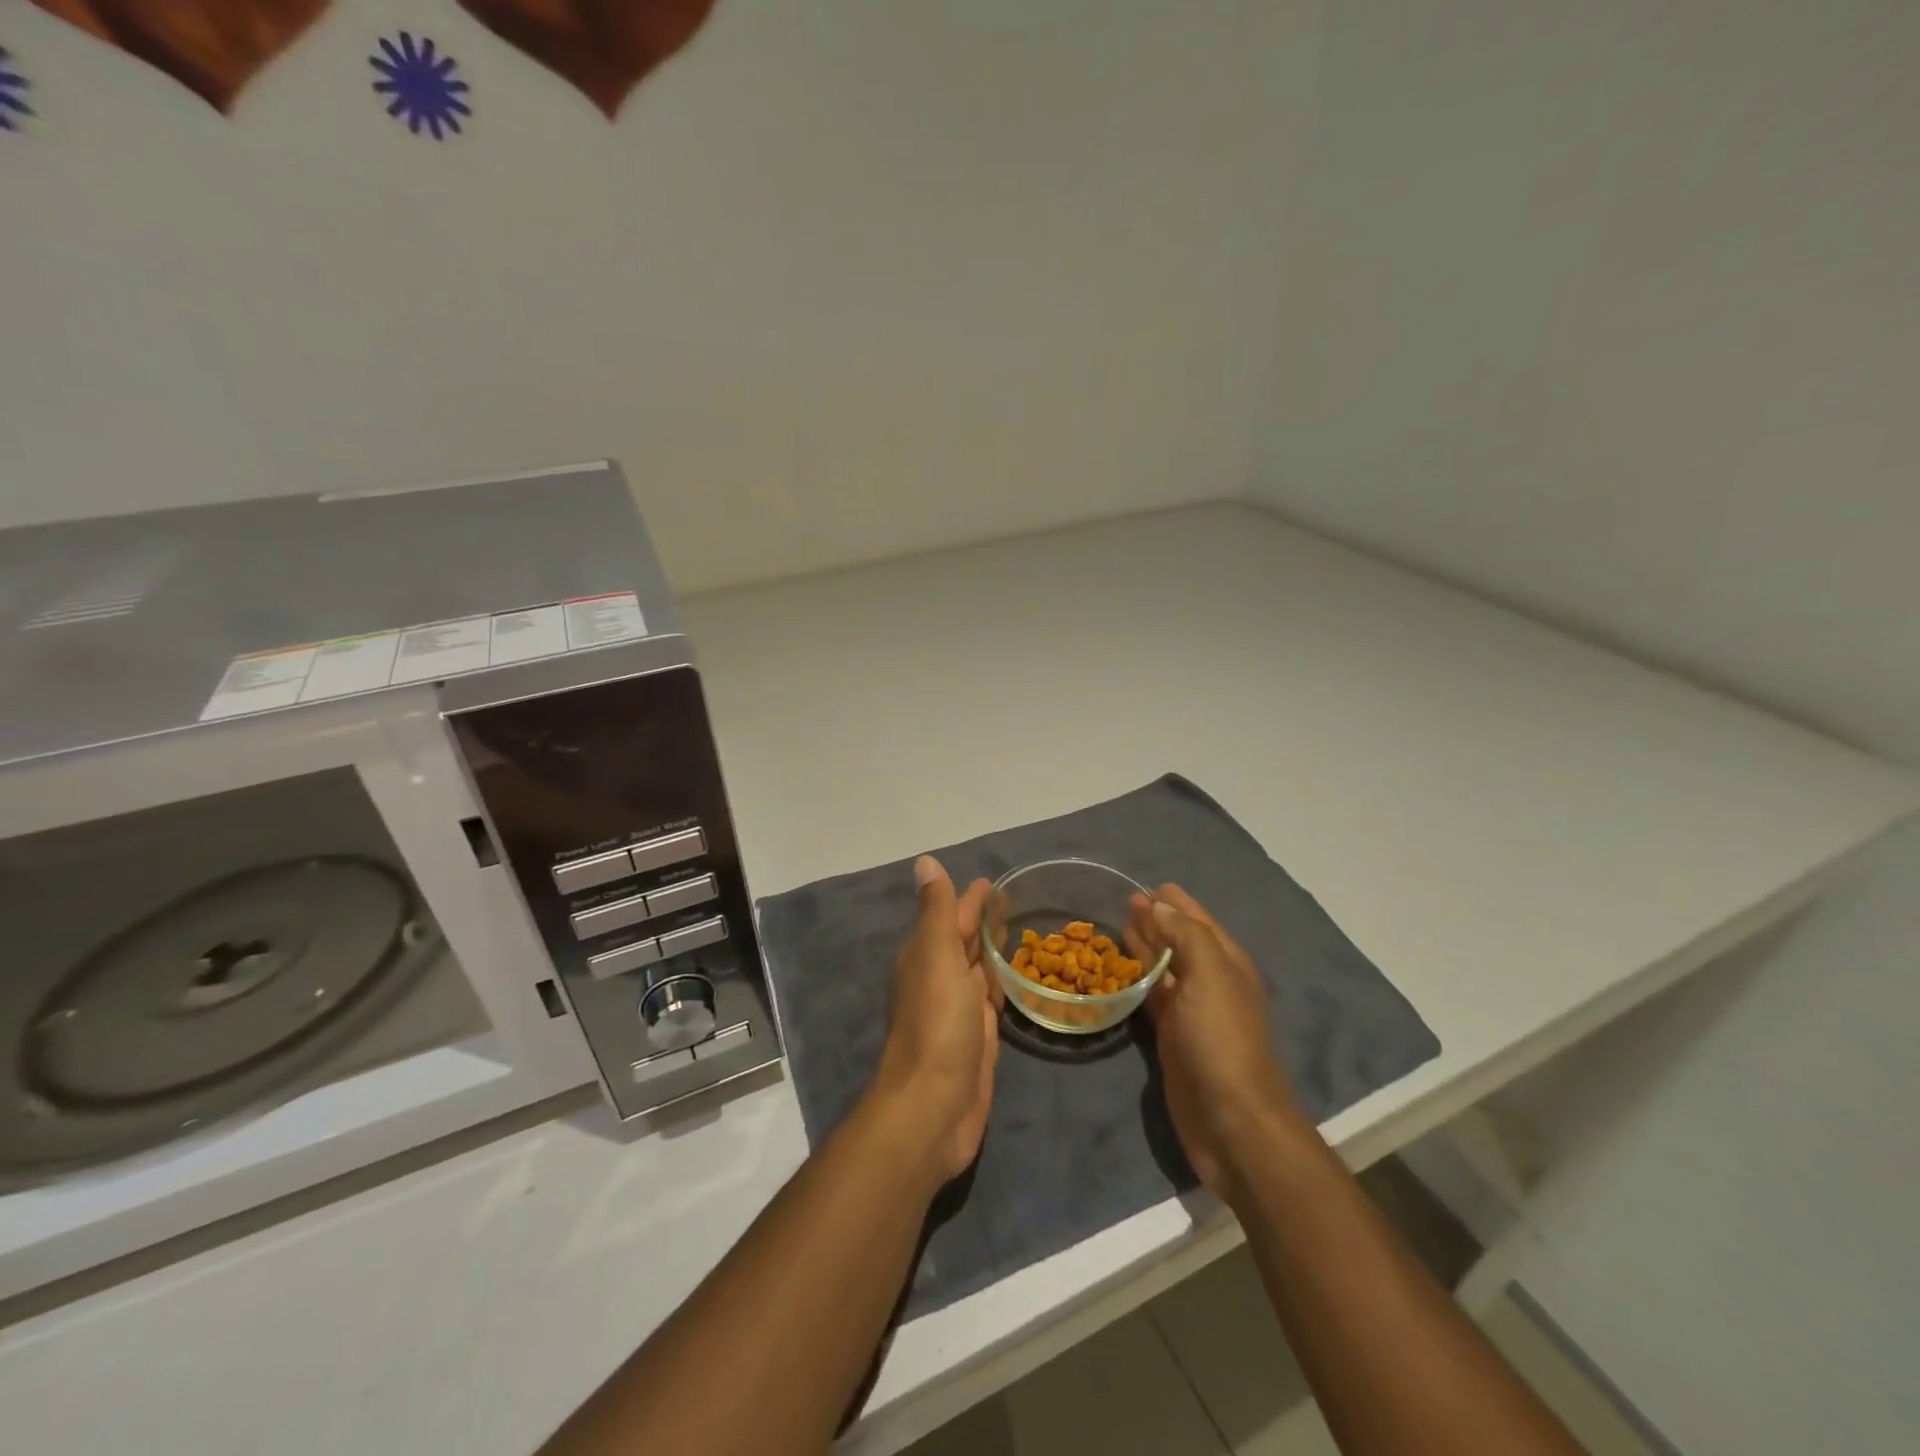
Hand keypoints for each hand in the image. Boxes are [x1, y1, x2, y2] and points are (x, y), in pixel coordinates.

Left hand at [868, 856, 1000, 1183]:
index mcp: (925, 955)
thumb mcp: (936, 955)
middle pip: (964, 941)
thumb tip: (926, 861)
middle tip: (1014, 900)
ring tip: (1019, 931)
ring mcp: (959, 1010)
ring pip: (978, 969)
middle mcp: (940, 978)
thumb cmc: (937, 1024)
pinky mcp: (979, 1037)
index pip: (951, 915)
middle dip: (983, 920)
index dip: (971, 898)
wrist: (933, 1106)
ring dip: (993, 950)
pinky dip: (1001, 984)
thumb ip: (937, 911)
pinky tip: (1015, 978)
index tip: (995, 881)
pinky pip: (991, 1000)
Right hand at [1129, 886, 1299, 1200]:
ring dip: (1145, 946)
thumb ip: (1186, 935)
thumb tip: (1158, 903)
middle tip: (1123, 901)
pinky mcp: (1171, 1038)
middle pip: (1180, 941)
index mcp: (1226, 963)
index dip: (1175, 902)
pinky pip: (1151, 997)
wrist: (1231, 1121)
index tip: (1145, 884)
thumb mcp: (1210, 976)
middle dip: (1156, 920)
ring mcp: (1191, 1012)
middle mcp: (1210, 982)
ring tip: (1117, 926)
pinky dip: (1136, 980)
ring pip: (1164, 968)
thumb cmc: (1222, 1040)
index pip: (1198, 920)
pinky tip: (1118, 971)